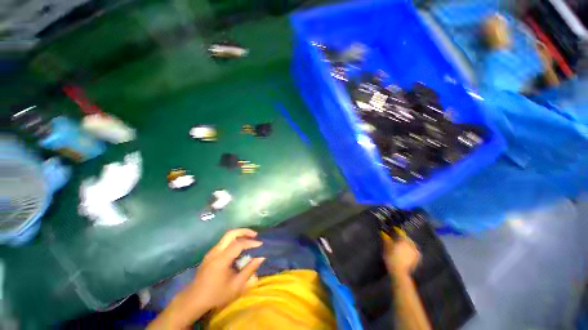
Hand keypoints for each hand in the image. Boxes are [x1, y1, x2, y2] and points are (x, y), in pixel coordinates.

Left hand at [186, 229, 264, 309]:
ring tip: (249, 239)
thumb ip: (249, 270)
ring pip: (227, 236)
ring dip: (239, 234)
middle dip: (244, 231)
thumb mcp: (235, 286)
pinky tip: (239, 247)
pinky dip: (234, 240)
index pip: (238, 244)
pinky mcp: (210, 254)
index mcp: (221, 259)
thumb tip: (261, 258)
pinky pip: (224, 242)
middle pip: (231, 233)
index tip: (260, 244)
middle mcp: (215, 251)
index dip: (250, 243)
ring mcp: (211, 252)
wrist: (193, 300)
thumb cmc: (216, 295)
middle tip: (255, 235)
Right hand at [382, 232, 420, 275]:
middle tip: (396, 238)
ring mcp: (415, 251)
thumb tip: (383, 232)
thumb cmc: (391, 258)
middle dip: (402, 237)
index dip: (396, 230)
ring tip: (401, 245)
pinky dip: (410, 248)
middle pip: (406, 237)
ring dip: (406, 243)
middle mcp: (411, 244)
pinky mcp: (417, 257)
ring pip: (411, 243)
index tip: (393, 229)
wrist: (399, 272)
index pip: (400, 232)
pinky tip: (406, 251)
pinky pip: (414, 249)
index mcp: (403, 240)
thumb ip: (386, 239)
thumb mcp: (386, 247)